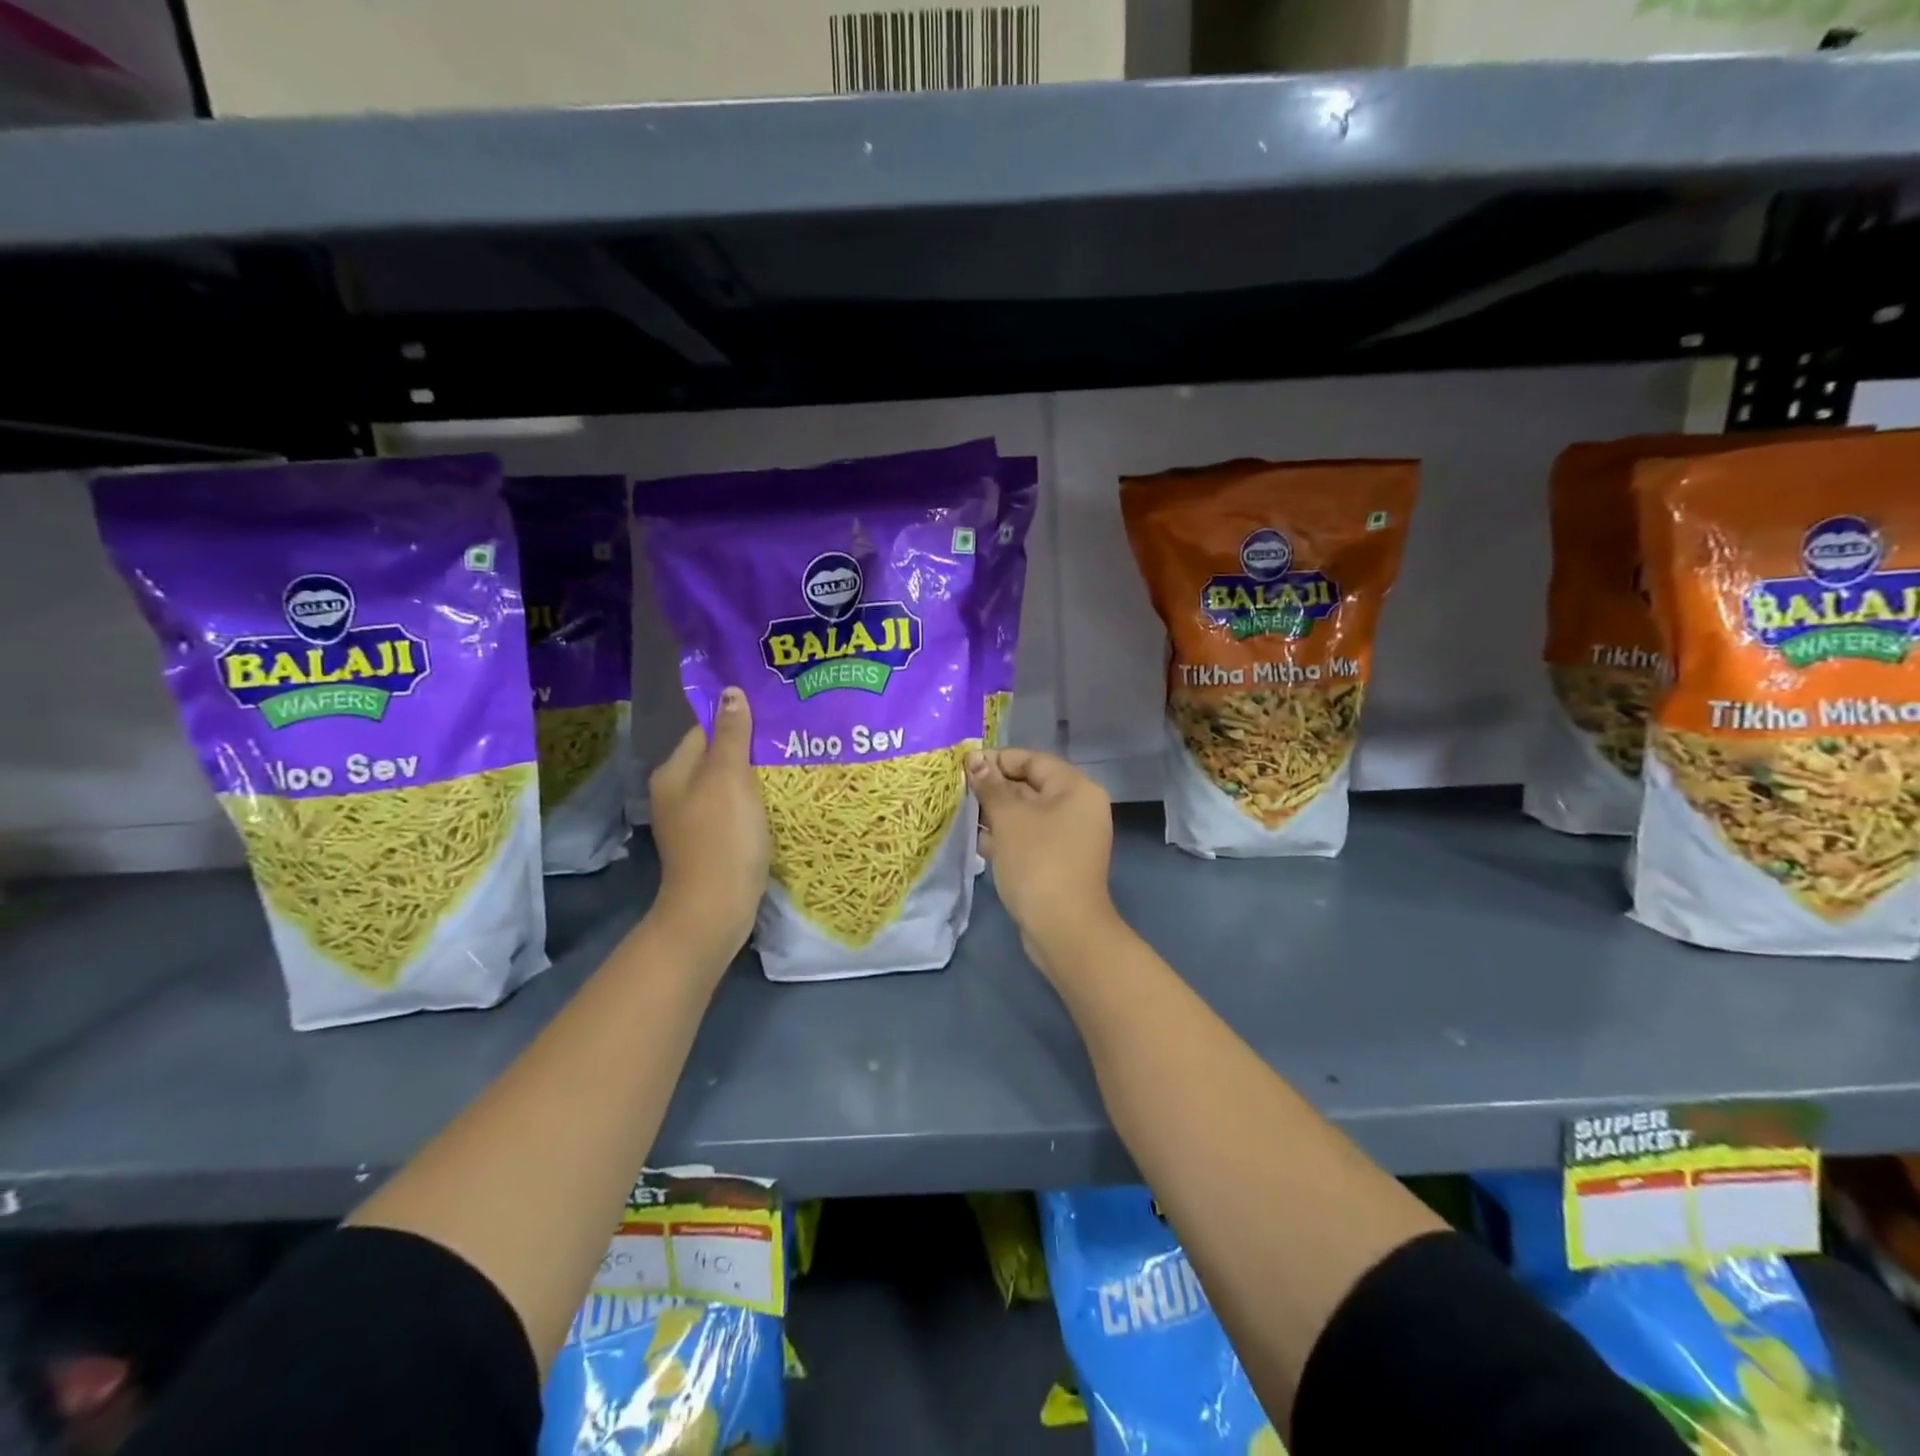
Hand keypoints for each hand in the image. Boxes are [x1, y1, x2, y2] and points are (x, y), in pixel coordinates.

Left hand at [647, 688, 770, 970]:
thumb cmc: (722, 838)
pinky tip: (780, 803)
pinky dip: (755, 804)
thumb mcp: (729, 778)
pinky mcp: (711, 843)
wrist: (715, 909)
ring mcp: (693, 820)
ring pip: (728, 785)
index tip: (776, 715)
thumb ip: (732, 735)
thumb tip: (731, 692)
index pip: (706, 729)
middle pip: (718, 757)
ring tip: (793, 766)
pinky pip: (735, 810)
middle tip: (792, 739)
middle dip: (752, 748)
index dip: (739, 719)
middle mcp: (677, 792)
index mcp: (674, 772)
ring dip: (756, 777)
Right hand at [968, 748, 1119, 976]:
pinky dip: (1006, 837)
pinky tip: (981, 844)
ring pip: (1027, 814)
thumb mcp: (1009, 818)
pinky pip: (1029, 838)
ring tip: (963, 817)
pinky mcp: (1059, 861)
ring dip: (996, 814)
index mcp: (1075, 788)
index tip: (963, 767)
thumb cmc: (1037, 862)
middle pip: (1030, 785)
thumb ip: (991, 785)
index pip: (1032, 759)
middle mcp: (1078, 807)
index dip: (997, 759)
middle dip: (994, 789)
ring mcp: (1070, 837)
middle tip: (958, 793)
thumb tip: (974, 758)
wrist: (1063, 929)